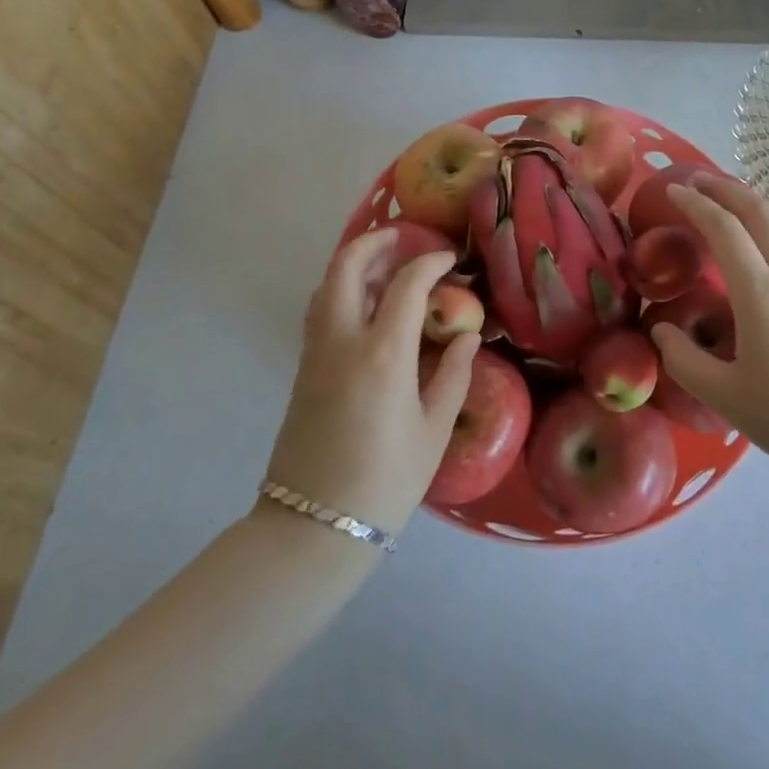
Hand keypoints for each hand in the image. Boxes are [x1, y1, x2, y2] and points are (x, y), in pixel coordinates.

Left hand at [263, 229, 475, 537]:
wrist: (312, 529)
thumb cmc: (384, 482)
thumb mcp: (432, 432)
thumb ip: (452, 376)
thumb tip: (465, 337)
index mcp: (383, 355)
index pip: (406, 285)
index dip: (430, 263)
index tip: (449, 259)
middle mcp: (343, 342)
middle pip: (346, 267)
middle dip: (375, 242)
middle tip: (404, 239)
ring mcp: (315, 354)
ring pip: (326, 286)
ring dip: (354, 264)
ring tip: (386, 267)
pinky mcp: (302, 370)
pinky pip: (320, 311)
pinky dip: (340, 291)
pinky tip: (365, 306)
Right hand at [650, 179, 768, 488]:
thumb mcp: (725, 397)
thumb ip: (684, 360)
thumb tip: (660, 329)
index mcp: (761, 294)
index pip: (724, 230)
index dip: (695, 204)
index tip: (671, 191)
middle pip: (761, 211)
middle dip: (726, 188)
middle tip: (697, 180)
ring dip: (756, 200)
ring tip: (732, 198)